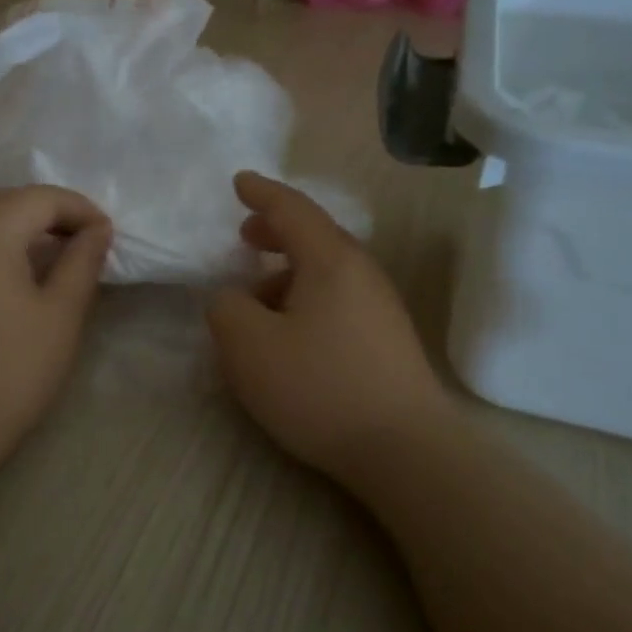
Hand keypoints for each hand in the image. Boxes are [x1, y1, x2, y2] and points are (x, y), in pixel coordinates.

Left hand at [0, 186, 110, 468]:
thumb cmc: (8, 372)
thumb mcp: (60, 315)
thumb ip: (82, 262)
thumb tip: (98, 229)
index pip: (42, 199)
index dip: (81, 212)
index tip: (106, 236)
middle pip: (0, 198)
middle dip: (43, 214)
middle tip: (74, 245)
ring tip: (25, 248)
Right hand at [206, 172, 450, 479]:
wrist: (405, 449)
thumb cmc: (320, 387)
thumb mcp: (249, 346)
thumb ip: (227, 309)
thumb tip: (233, 298)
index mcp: (331, 260)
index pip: (292, 209)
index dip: (261, 193)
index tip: (238, 182)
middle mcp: (362, 273)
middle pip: (314, 237)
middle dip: (275, 231)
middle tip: (244, 235)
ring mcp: (380, 307)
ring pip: (326, 272)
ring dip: (287, 273)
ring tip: (255, 299)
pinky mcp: (386, 339)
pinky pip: (337, 300)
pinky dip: (305, 299)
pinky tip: (288, 334)